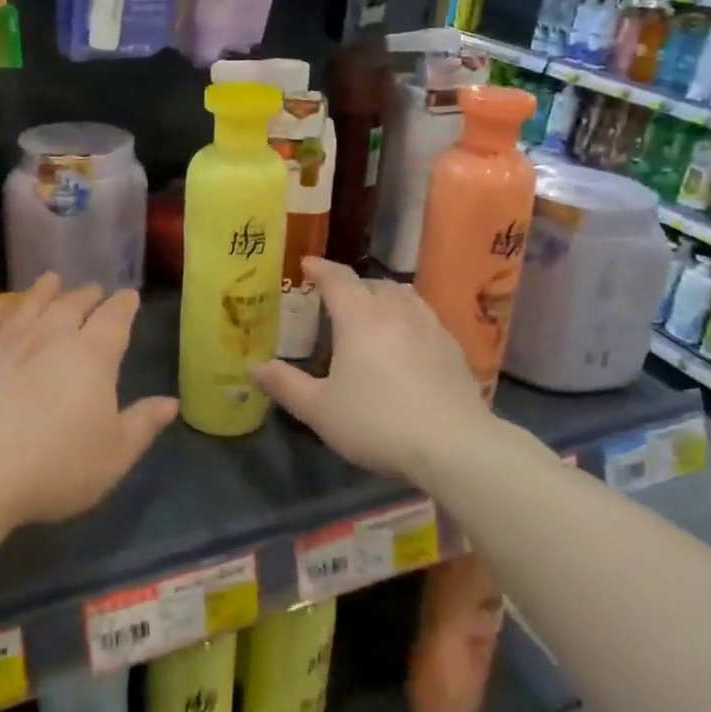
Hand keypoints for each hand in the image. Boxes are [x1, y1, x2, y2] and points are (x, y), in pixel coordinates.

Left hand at [0, 275, 177, 525]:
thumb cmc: (57, 465)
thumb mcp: (115, 454)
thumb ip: (144, 423)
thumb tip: (171, 401)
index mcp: (93, 354)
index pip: (115, 318)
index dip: (125, 305)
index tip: (130, 296)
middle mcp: (52, 336)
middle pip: (73, 304)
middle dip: (88, 295)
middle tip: (95, 290)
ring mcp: (10, 343)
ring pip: (32, 303)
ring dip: (46, 290)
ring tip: (53, 280)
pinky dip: (3, 309)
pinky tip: (5, 307)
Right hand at [254, 258, 504, 484]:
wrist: (454, 446)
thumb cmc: (377, 422)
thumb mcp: (320, 410)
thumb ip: (286, 385)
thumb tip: (256, 367)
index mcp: (359, 317)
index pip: (337, 278)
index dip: (320, 268)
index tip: (306, 264)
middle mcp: (395, 311)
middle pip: (371, 284)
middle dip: (351, 286)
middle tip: (334, 300)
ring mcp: (430, 326)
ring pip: (403, 297)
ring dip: (382, 297)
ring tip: (371, 313)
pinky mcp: (453, 348)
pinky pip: (424, 318)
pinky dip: (407, 319)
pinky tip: (406, 342)